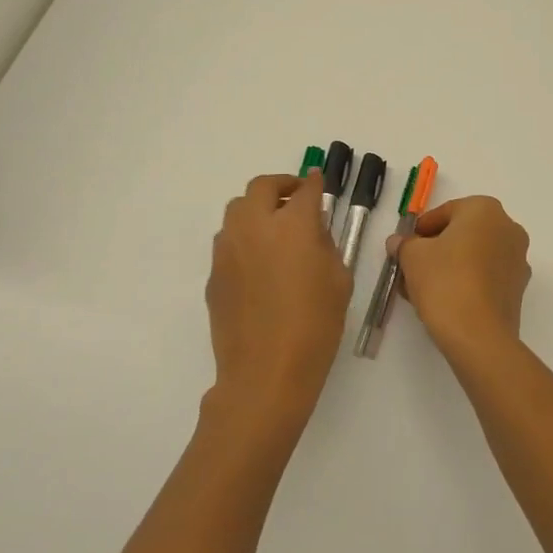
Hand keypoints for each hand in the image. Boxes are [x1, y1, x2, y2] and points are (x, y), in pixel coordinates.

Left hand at [205, 172, 350, 431]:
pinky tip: (259, 265)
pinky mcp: (214, 273)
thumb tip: (312, 231)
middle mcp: (255, 226)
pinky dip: (244, 239)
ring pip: (237, 210)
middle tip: (295, 198)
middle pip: (261, 187)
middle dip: (280, 185)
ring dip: (257, 209)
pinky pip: (228, 242)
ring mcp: (228, 248)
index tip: (318, 181)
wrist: (265, 371)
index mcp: (293, 224)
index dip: (314, 182)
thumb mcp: (338, 281)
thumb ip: (325, 246)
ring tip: (274, 229)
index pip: (305, 189)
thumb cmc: (315, 326)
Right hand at [393, 196, 531, 358]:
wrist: (478, 334)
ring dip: (450, 266)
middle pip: (463, 233)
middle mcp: (508, 228)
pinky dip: (467, 282)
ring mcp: (518, 259)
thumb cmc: (444, 281)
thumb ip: (404, 244)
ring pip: (475, 256)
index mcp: (485, 210)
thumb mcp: (412, 257)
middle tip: (413, 267)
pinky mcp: (518, 288)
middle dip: (437, 248)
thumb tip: (399, 243)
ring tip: (424, 288)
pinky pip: (486, 276)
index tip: (406, 247)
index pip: (446, 211)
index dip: (421, 229)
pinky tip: (445, 300)